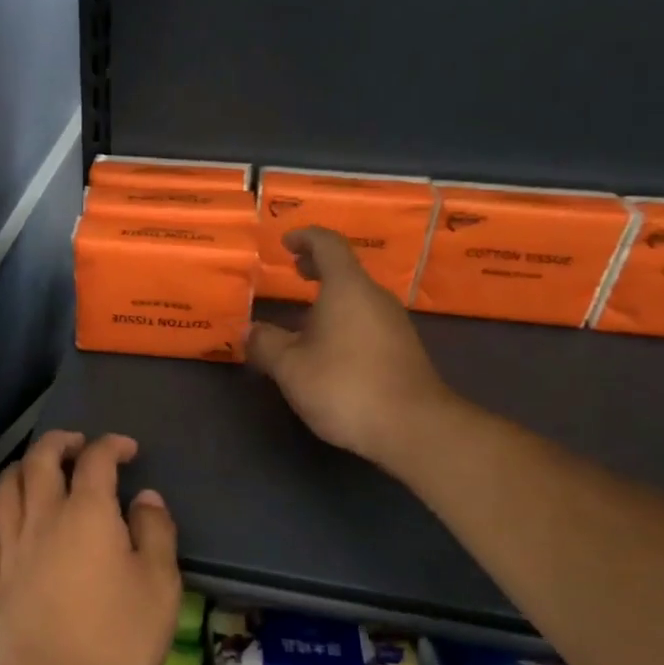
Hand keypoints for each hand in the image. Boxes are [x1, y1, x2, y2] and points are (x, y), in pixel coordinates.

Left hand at [0, 432, 180, 664]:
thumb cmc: (115, 642)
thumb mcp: (160, 588)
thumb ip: (156, 534)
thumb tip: (145, 498)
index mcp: (87, 514)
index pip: (95, 460)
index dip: (111, 445)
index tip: (127, 449)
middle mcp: (42, 516)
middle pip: (40, 459)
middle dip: (60, 442)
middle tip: (78, 445)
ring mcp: (9, 544)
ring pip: (6, 484)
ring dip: (22, 466)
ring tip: (38, 469)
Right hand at [247, 227, 462, 472]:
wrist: (413, 427)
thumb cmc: (345, 385)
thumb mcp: (290, 367)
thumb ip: (265, 344)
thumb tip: (249, 331)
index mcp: (347, 288)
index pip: (328, 244)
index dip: (305, 237)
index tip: (286, 242)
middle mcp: (374, 297)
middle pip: (346, 269)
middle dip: (317, 265)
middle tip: (293, 269)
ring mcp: (394, 323)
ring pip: (357, 296)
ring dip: (331, 295)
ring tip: (304, 312)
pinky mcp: (402, 349)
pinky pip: (367, 319)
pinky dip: (343, 317)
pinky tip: (328, 345)